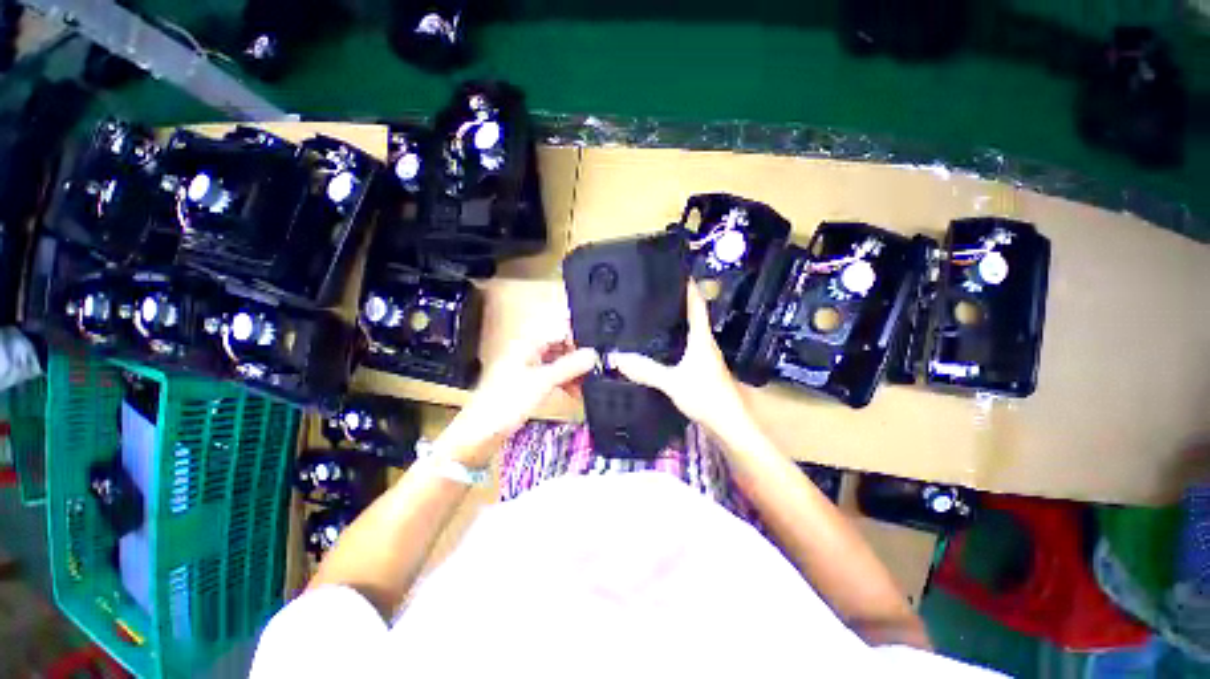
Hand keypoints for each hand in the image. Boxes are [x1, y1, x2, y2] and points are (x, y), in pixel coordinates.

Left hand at [434, 312, 597, 468]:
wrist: (479, 434)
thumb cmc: (507, 402)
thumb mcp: (543, 382)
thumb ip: (569, 367)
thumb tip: (594, 354)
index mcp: (527, 345)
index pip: (559, 333)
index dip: (578, 341)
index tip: (594, 355)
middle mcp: (528, 353)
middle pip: (560, 349)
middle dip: (577, 360)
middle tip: (594, 372)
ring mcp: (528, 370)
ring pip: (557, 365)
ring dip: (572, 374)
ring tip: (586, 387)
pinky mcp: (528, 386)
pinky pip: (551, 379)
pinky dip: (563, 384)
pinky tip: (573, 395)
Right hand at [610, 283, 754, 440]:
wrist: (728, 425)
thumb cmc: (706, 397)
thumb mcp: (672, 382)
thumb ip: (646, 370)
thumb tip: (617, 357)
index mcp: (701, 338)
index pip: (697, 305)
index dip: (689, 287)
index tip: (677, 271)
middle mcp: (704, 343)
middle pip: (692, 316)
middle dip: (677, 302)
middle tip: (654, 293)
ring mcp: (704, 357)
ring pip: (689, 332)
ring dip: (675, 322)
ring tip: (653, 314)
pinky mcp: (701, 369)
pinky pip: (685, 347)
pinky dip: (674, 340)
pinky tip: (659, 346)